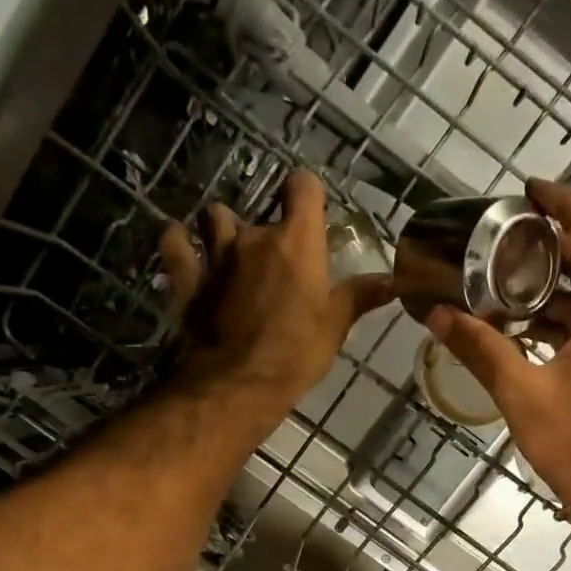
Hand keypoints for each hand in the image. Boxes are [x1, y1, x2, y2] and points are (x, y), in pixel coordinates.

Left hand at [161, 170, 393, 427]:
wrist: (238, 384)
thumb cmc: (295, 354)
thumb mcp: (335, 326)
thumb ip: (360, 296)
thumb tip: (394, 281)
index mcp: (297, 241)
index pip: (302, 186)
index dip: (305, 193)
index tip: (310, 212)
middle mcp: (255, 237)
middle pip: (260, 210)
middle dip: (267, 229)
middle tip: (275, 260)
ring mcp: (217, 255)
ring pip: (215, 217)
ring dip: (222, 227)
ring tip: (229, 248)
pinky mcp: (188, 279)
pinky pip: (176, 244)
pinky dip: (178, 242)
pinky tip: (182, 246)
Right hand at [426, 178, 570, 507]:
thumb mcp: (522, 394)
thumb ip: (481, 350)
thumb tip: (438, 316)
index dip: (567, 206)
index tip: (530, 190)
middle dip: (549, 245)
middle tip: (502, 237)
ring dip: (547, 287)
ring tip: (498, 278)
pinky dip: (552, 320)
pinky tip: (515, 328)